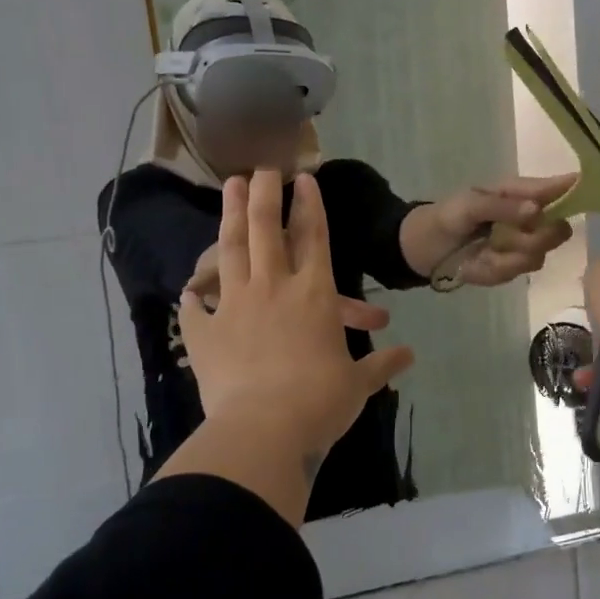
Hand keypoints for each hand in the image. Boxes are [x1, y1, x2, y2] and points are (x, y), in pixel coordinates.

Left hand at [179, 170, 415, 466]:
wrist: (264, 430)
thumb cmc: (320, 402)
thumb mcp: (358, 384)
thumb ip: (381, 365)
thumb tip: (410, 356)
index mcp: (314, 295)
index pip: (314, 237)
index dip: (310, 205)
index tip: (303, 177)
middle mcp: (273, 288)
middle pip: (266, 229)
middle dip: (265, 194)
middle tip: (262, 168)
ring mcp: (234, 306)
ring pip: (231, 250)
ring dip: (231, 215)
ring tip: (230, 187)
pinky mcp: (205, 334)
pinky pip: (196, 309)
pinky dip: (194, 297)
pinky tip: (189, 290)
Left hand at [407, 174, 576, 286]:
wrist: (425, 250)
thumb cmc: (447, 216)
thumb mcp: (469, 205)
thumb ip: (502, 207)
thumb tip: (537, 210)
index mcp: (522, 193)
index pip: (560, 188)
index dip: (578, 189)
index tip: (594, 192)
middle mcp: (531, 219)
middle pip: (559, 230)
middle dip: (535, 237)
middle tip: (505, 235)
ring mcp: (524, 246)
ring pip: (538, 255)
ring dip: (508, 255)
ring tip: (484, 248)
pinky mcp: (513, 269)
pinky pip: (517, 272)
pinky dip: (495, 269)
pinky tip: (478, 262)